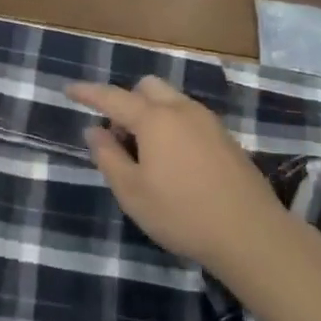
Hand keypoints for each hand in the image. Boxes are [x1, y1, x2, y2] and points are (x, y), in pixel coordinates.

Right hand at [69, 75, 289, 273]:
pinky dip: (172, 125)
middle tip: (119, 137)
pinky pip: (188, 117)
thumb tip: (94, 130)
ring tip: (146, 154)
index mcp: (154, 118)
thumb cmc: (182, 213)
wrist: (251, 233)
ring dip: (150, 114)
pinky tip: (174, 162)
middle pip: (146, 88)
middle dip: (126, 101)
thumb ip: (108, 157)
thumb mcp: (133, 192)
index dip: (88, 93)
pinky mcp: (225, 137)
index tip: (69, 89)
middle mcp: (181, 109)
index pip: (112, 96)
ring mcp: (207, 121)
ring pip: (170, 101)